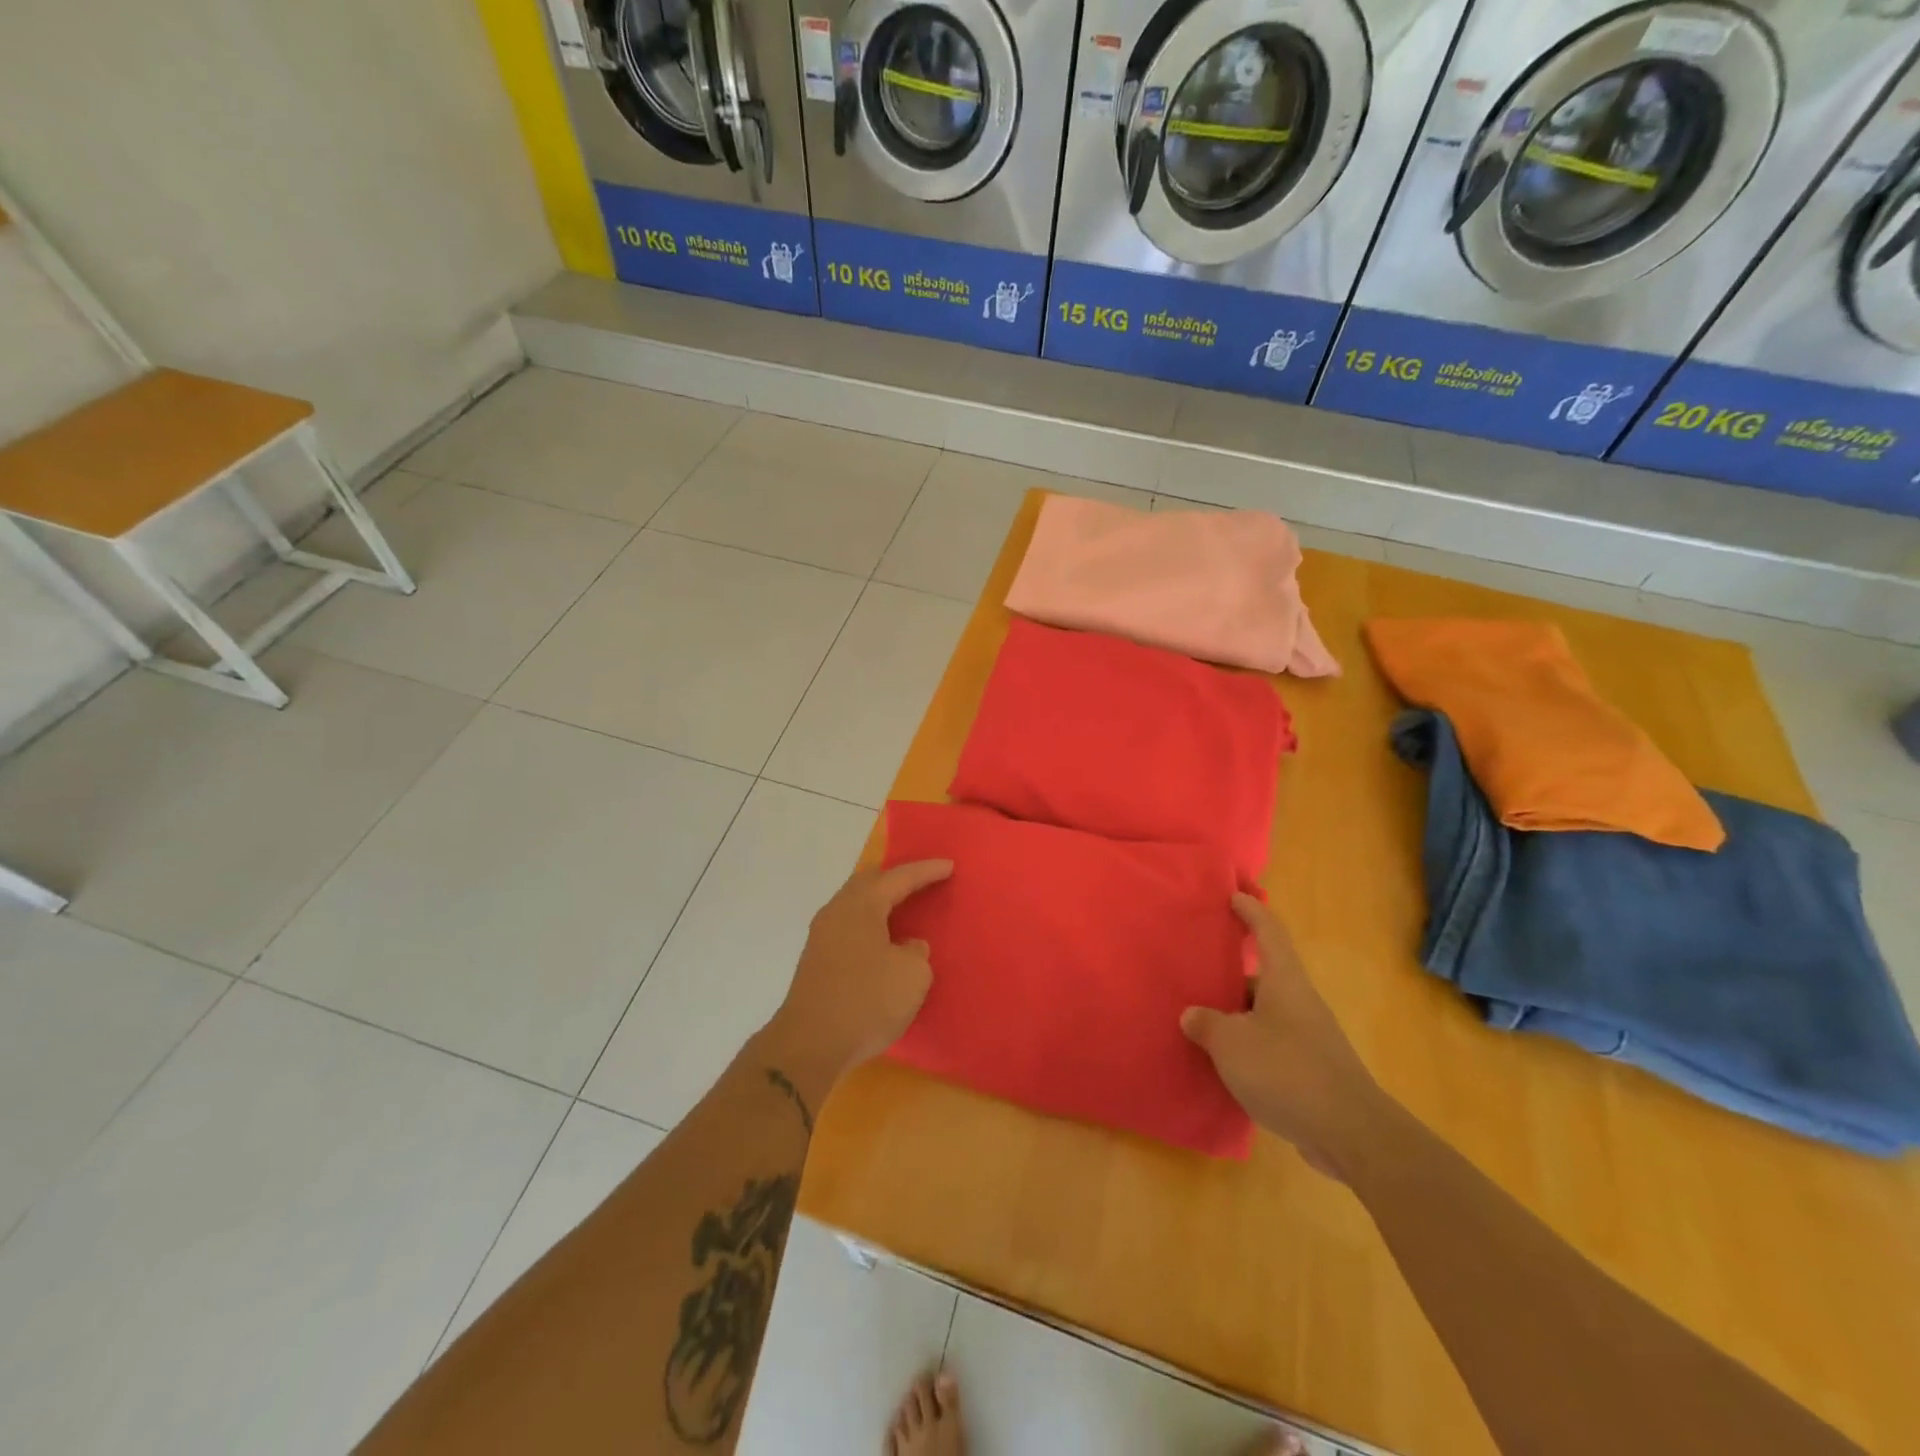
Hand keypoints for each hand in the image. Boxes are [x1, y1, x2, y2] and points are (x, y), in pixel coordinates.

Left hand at [761, 860, 953, 1097]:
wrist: (810, 1044)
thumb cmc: (866, 1001)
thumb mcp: (912, 975)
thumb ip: (916, 952)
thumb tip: (905, 947)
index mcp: (861, 905)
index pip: (899, 877)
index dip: (926, 871)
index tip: (949, 866)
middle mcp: (837, 911)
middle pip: (868, 882)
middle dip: (896, 878)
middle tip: (921, 879)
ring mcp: (821, 935)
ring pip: (855, 904)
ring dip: (879, 902)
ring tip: (903, 907)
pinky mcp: (816, 960)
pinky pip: (848, 926)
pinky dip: (869, 923)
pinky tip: (882, 939)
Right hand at [1182, 894, 1385, 1180]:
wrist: (1350, 1134)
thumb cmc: (1286, 1071)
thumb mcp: (1231, 1043)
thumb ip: (1206, 1024)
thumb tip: (1192, 1015)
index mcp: (1284, 981)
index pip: (1268, 932)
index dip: (1251, 910)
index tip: (1233, 896)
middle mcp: (1300, 1002)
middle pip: (1264, 975)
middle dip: (1231, 973)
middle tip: (1197, 972)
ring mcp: (1309, 1038)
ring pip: (1265, 1013)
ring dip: (1237, 1015)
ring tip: (1202, 1021)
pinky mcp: (1312, 1071)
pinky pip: (1272, 1045)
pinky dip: (1248, 1047)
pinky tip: (1225, 1064)